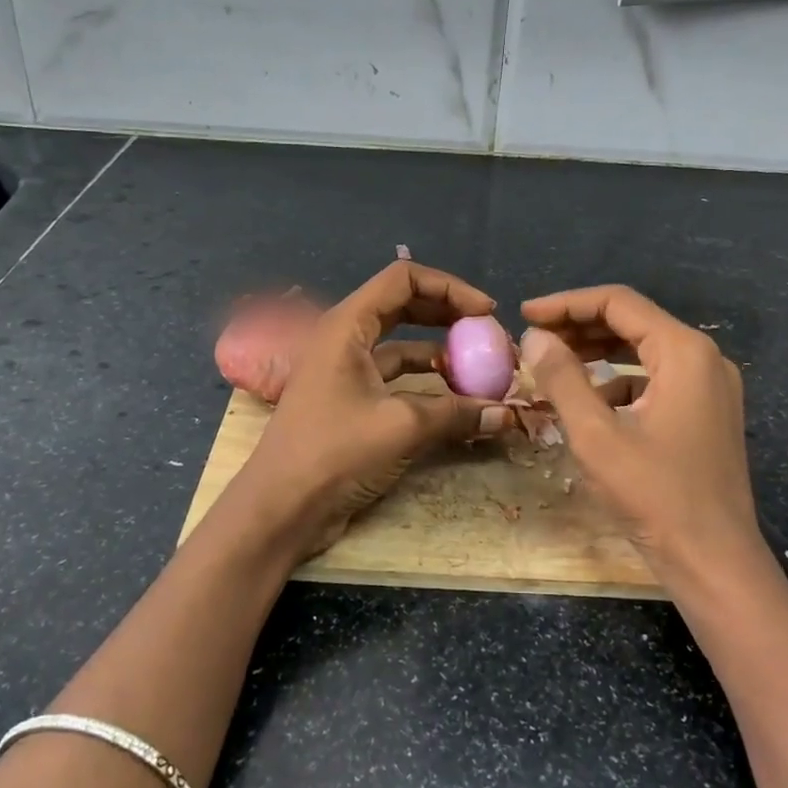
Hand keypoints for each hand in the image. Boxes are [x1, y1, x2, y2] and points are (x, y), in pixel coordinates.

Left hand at [236, 261, 507, 560]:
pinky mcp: (352, 400)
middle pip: (405, 305)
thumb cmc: (333, 453)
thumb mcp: (402, 427)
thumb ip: (457, 413)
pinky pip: (397, 377)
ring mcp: (347, 370)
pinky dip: (428, 382)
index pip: (404, 278)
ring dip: (442, 352)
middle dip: (450, 316)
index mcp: (347, 324)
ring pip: (403, 344)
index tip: (487, 314)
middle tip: (489, 337)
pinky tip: (457, 400)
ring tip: (482, 371)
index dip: (450, 288)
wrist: (280, 509)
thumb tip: (507, 414)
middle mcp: (346, 338)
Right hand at [519, 285, 772, 585]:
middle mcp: (704, 358)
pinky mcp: (708, 413)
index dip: (566, 304)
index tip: (525, 315)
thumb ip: (562, 378)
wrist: (716, 563)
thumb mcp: (596, 435)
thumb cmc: (656, 496)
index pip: (618, 303)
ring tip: (554, 365)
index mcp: (684, 352)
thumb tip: (534, 337)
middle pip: (633, 322)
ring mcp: (711, 387)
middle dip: (580, 326)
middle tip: (535, 339)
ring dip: (598, 353)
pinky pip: (657, 379)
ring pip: (644, 350)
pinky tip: (591, 403)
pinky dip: (621, 381)